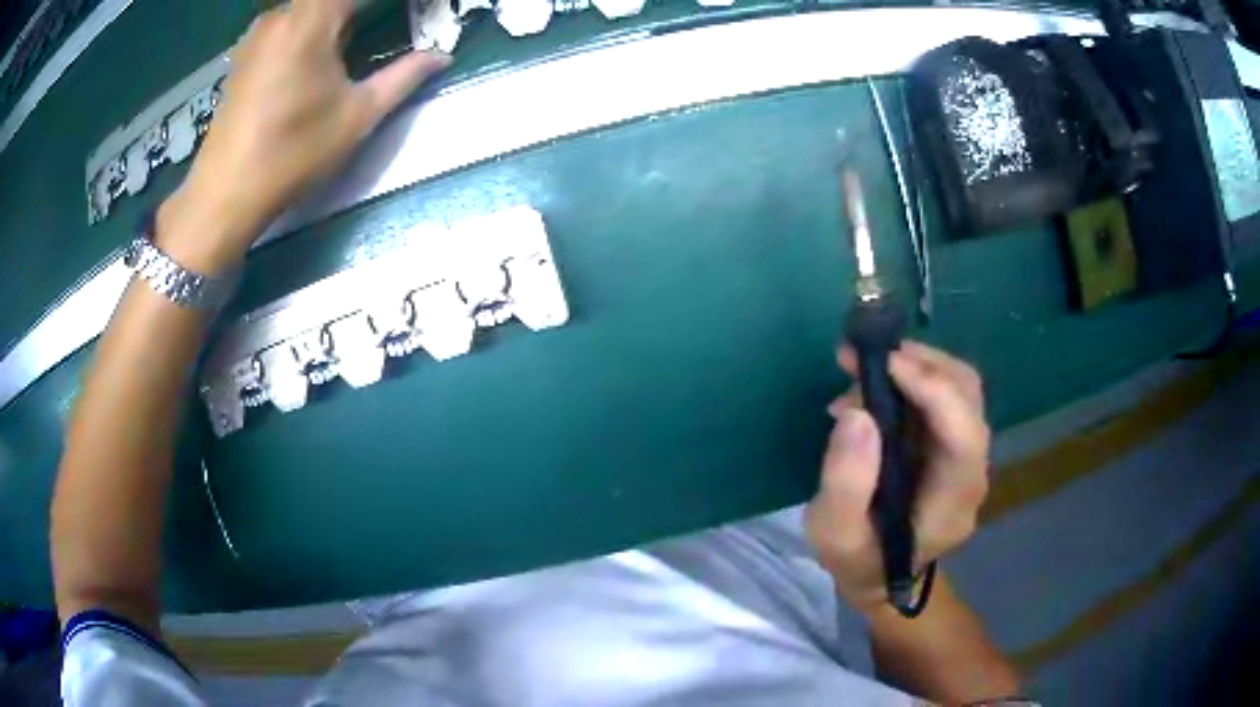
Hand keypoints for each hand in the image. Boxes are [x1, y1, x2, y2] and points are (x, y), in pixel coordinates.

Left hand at [160, 0, 450, 271]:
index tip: (418, 10)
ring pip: (310, 7)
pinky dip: (314, 24)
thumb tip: (441, 56)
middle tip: (396, 19)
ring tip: (362, 32)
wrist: (224, 195)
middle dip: (365, 9)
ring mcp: (260, 33)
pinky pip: (290, 20)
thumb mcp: (357, 117)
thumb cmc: (292, 154)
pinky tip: (324, 46)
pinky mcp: (247, 52)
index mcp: (312, 20)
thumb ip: (404, 77)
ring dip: (339, 14)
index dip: (395, 1)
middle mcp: (283, 15)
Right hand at [806, 341, 990, 614]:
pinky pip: (943, 393)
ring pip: (960, 387)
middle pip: (969, 399)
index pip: (965, 438)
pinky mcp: (951, 441)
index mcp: (953, 505)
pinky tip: (875, 382)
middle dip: (921, 365)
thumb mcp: (835, 535)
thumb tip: (858, 414)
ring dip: (915, 364)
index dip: (934, 392)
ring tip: (861, 367)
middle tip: (860, 357)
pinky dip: (912, 374)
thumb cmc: (859, 559)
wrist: (879, 574)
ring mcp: (966, 454)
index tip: (884, 364)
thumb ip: (845, 485)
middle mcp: (972, 473)